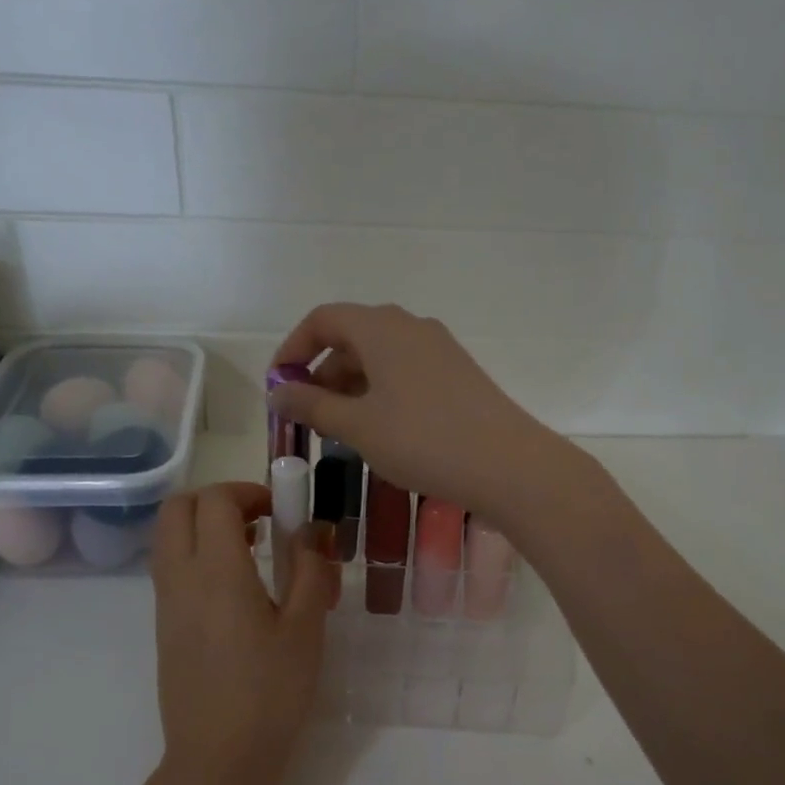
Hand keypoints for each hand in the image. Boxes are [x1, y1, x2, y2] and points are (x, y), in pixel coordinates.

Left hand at [151, 482, 330, 783]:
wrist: (219, 758)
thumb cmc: (271, 693)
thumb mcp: (306, 629)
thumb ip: (310, 571)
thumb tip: (312, 532)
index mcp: (218, 572)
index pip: (215, 501)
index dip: (247, 492)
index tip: (280, 510)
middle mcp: (181, 578)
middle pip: (177, 509)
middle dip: (216, 499)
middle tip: (259, 520)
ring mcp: (166, 604)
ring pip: (168, 538)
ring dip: (204, 527)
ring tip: (253, 552)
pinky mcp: (163, 627)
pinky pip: (171, 568)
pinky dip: (197, 555)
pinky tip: (237, 589)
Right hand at [267, 304, 571, 522]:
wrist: (506, 464)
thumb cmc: (422, 440)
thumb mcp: (358, 426)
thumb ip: (312, 405)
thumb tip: (278, 391)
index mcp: (380, 327)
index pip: (323, 319)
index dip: (293, 349)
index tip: (280, 387)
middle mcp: (410, 327)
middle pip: (352, 337)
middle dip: (322, 374)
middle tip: (309, 417)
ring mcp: (439, 349)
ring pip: (380, 358)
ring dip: (351, 387)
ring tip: (341, 430)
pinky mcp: (458, 375)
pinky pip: (406, 373)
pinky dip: (381, 394)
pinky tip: (381, 431)